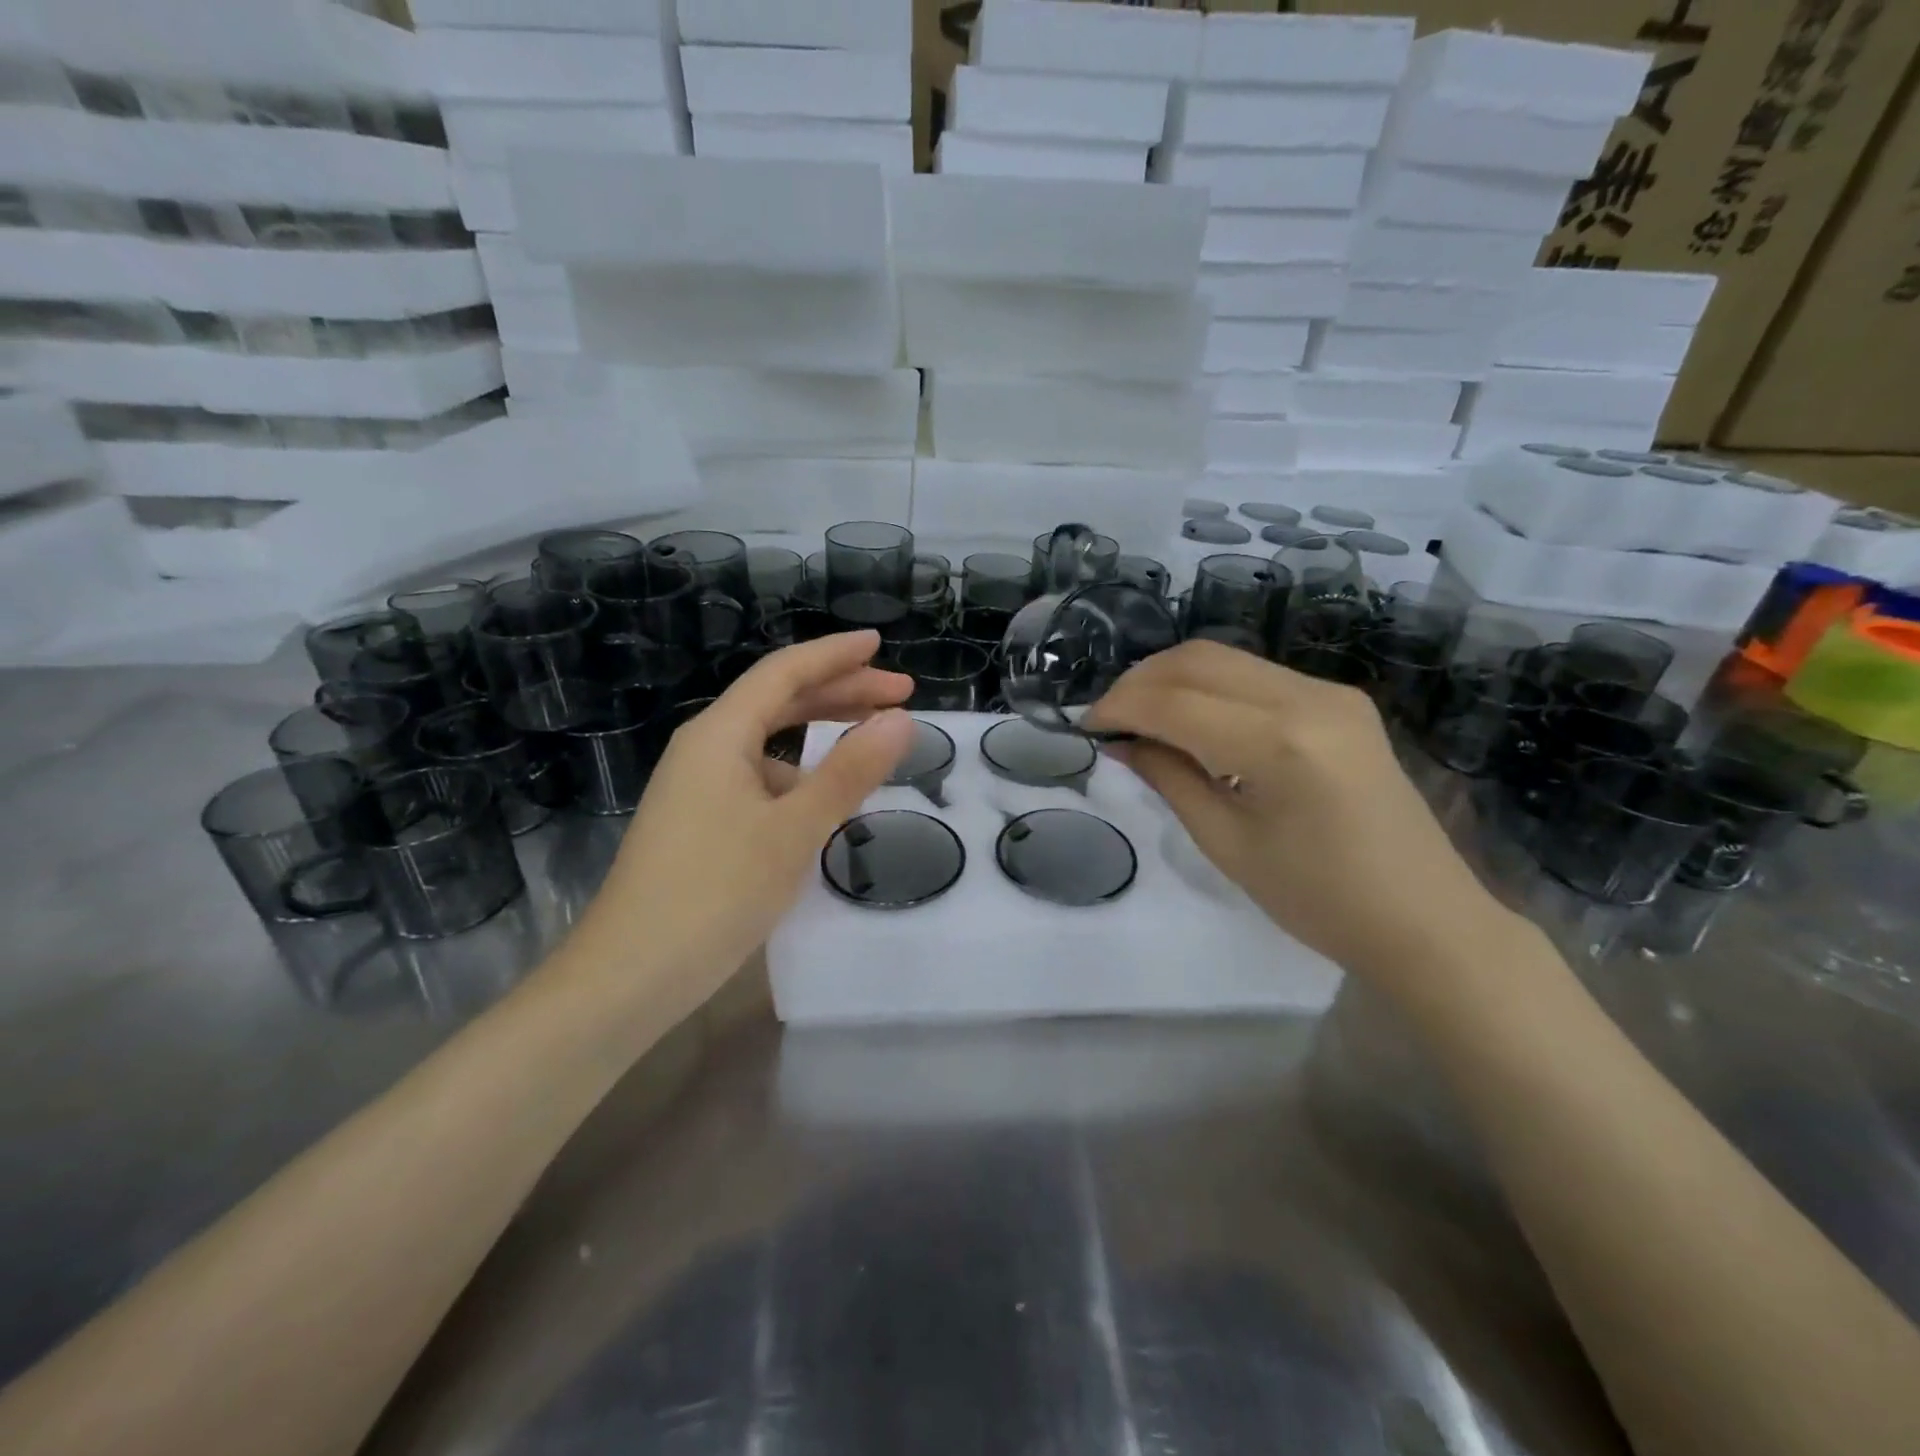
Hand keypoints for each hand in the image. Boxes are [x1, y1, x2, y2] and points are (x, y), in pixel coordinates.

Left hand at [562, 632, 914, 1017]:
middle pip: (778, 701)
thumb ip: (850, 772)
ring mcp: (697, 786)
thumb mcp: (794, 829)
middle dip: (840, 691)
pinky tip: (826, 799)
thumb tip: (900, 720)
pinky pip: (759, 778)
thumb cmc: (715, 892)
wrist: (630, 975)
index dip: (836, 655)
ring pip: (769, 742)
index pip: (785, 672)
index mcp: (720, 734)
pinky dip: (800, 775)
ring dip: (821, 734)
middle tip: (899, 695)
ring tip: (872, 742)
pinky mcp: (699, 821)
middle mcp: (704, 747)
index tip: (882, 645)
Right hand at [1082, 641, 1520, 983]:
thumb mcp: (1226, 843)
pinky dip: (1209, 687)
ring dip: (1172, 678)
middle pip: (1199, 660)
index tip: (1085, 727)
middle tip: (1108, 718)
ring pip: (1226, 658)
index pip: (1175, 702)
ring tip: (1140, 715)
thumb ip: (1168, 778)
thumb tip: (1120, 741)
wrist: (1425, 918)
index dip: (1120, 707)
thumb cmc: (1318, 899)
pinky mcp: (1341, 701)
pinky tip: (1190, 718)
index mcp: (1279, 743)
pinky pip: (1256, 676)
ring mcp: (1331, 693)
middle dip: (1140, 681)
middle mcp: (1308, 698)